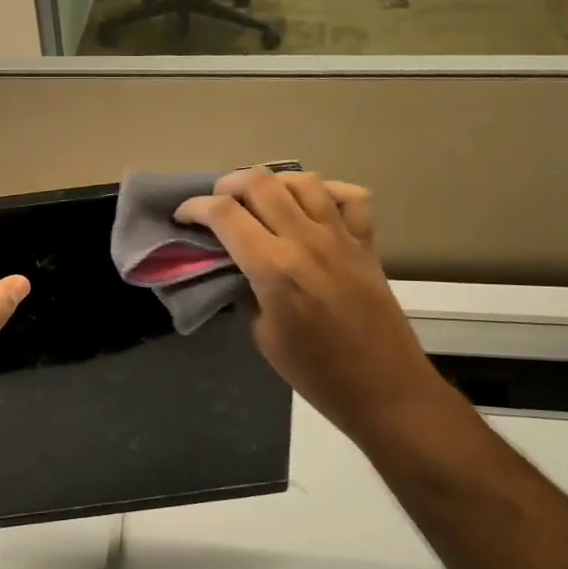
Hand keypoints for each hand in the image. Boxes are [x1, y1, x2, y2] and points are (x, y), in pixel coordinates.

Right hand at [176, 167, 448, 444]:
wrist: (383, 388)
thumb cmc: (315, 373)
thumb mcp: (262, 335)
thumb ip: (244, 290)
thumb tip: (234, 265)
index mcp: (274, 269)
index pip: (224, 214)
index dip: (195, 207)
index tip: (183, 216)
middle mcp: (306, 240)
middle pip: (260, 183)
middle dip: (228, 185)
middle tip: (217, 203)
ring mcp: (341, 236)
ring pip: (303, 180)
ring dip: (273, 182)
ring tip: (260, 199)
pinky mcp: (367, 242)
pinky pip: (350, 196)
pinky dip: (326, 191)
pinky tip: (311, 205)